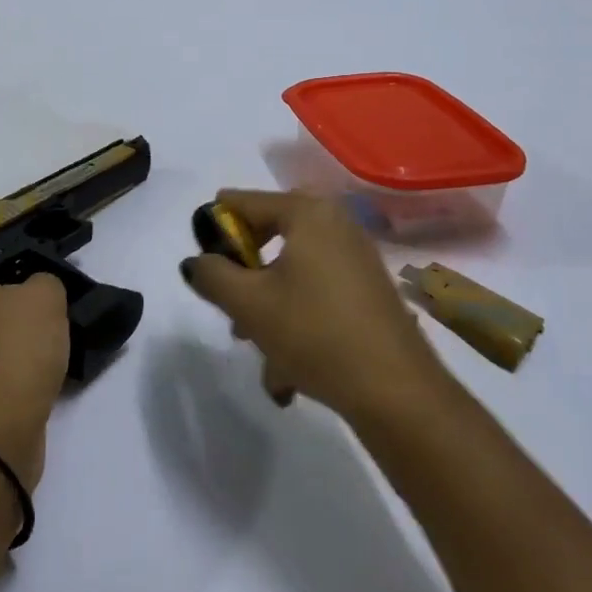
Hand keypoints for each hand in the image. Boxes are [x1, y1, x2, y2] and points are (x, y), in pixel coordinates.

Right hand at [181, 189, 448, 423]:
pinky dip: (298, 323)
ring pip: (293, 274)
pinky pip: (318, 294)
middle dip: (246, 276)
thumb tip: (197, 261)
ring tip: (261, 358)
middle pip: (271, 236)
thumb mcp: (249, 304)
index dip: (215, 231)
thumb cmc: (314, 332)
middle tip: (230, 309)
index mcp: (308, 212)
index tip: (203, 266)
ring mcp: (357, 257)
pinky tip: (289, 374)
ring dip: (269, 310)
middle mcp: (336, 223)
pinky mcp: (368, 290)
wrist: (395, 389)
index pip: (243, 202)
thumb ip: (212, 275)